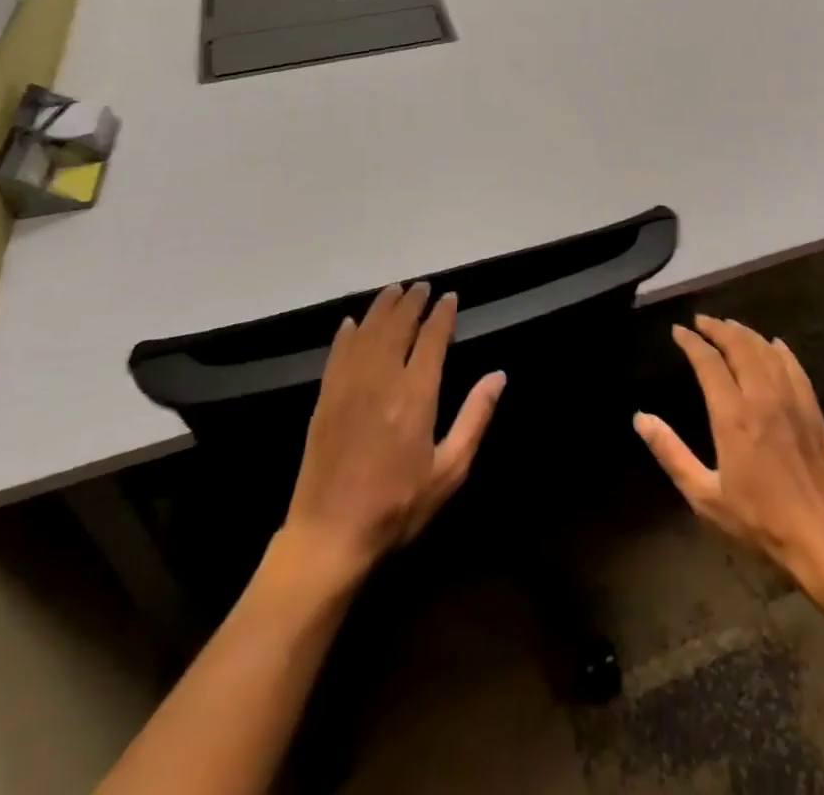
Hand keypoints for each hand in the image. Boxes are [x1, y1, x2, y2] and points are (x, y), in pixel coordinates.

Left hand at [277, 282, 504, 586]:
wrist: (329, 537)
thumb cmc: (398, 507)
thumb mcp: (449, 470)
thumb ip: (475, 418)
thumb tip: (498, 375)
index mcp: (416, 396)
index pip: (431, 339)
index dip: (442, 314)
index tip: (449, 297)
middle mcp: (381, 381)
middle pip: (397, 326)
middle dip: (412, 302)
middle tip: (422, 287)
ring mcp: (348, 388)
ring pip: (367, 332)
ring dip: (382, 308)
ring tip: (394, 291)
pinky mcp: (324, 400)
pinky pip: (337, 354)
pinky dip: (348, 333)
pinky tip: (352, 323)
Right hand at [634, 315, 823, 594]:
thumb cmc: (759, 521)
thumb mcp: (705, 496)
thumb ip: (671, 453)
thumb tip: (641, 418)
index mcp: (733, 415)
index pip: (708, 362)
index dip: (691, 342)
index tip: (678, 331)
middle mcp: (762, 396)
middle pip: (739, 345)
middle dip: (717, 328)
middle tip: (701, 321)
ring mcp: (791, 399)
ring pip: (766, 350)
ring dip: (745, 333)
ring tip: (729, 326)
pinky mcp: (811, 408)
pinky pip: (793, 365)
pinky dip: (778, 349)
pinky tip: (773, 344)